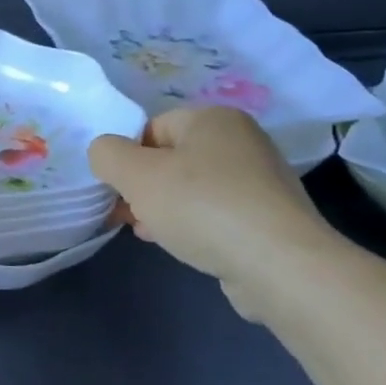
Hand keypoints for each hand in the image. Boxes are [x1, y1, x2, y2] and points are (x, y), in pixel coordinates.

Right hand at [87, 106, 346, 315]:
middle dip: (144, 187)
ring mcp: (261, 181)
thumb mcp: (135, 174)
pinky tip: (184, 247)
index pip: (151, 127)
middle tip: (129, 214)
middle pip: (171, 159)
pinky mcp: (270, 218)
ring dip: (164, 209)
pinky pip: (217, 214)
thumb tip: (105, 153)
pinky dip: (195, 226)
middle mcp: (242, 141)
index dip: (127, 157)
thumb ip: (106, 154)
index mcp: (214, 118)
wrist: (280, 266)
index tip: (117, 189)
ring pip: (192, 189)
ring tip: (152, 234)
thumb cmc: (201, 206)